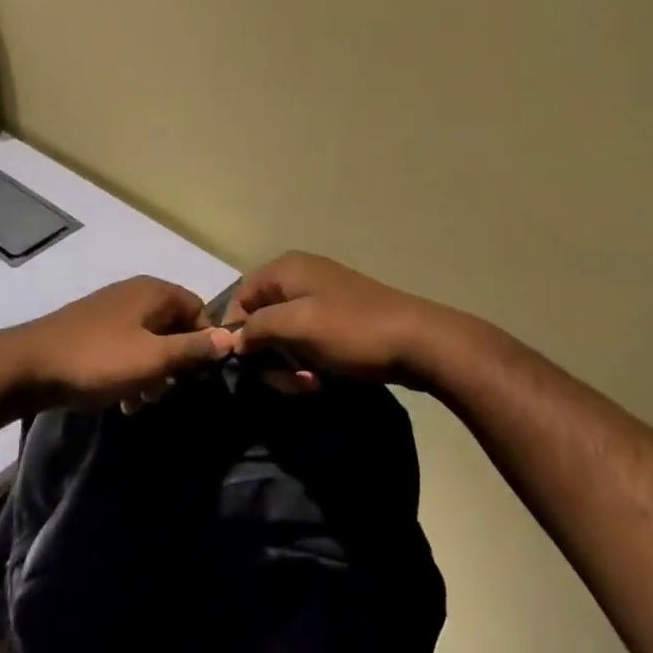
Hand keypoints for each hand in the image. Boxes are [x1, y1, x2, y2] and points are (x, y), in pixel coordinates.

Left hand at [7, 276, 233, 413]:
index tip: (200, 375)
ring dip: (151, 372)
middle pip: (173, 325)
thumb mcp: (153, 359)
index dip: (204, 341)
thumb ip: (193, 349)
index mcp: (154, 292)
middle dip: (175, 362)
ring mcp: (110, 310)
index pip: (198, 309)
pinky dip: (129, 371)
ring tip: (140, 403)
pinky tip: (121, 400)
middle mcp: (134, 293)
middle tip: (165, 392)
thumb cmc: (98, 360)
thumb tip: (231, 338)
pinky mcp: (91, 329)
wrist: (27, 366)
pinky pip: (124, 347)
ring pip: (148, 341)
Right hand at [223, 252, 473, 393]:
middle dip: (268, 354)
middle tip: (286, 380)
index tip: (244, 363)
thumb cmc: (352, 330)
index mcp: (286, 270)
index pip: (241, 297)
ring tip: (310, 383)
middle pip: (262, 319)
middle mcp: (300, 278)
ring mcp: (322, 300)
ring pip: (285, 337)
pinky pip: (308, 343)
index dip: (236, 331)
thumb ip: (256, 328)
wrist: (419, 342)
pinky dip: (309, 363)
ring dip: (289, 364)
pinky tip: (322, 380)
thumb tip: (233, 339)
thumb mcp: (296, 326)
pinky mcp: (338, 322)